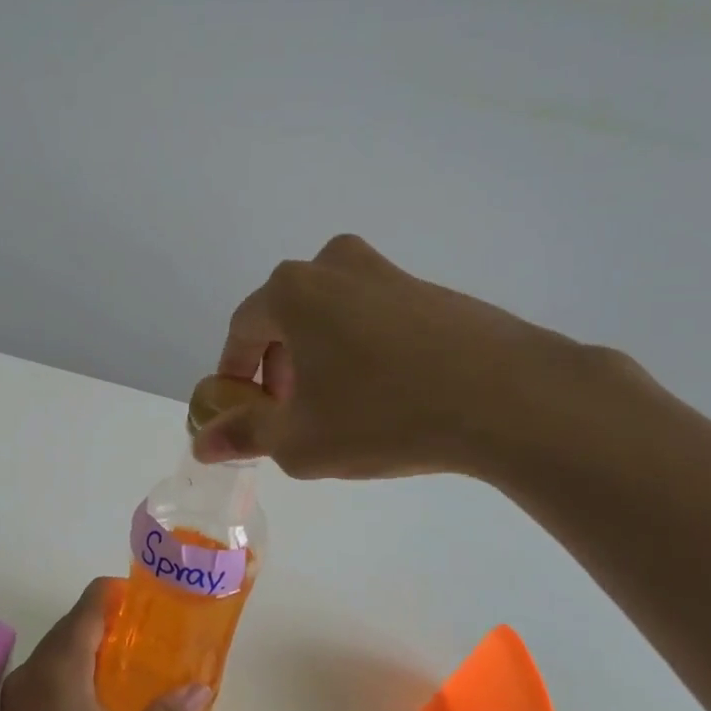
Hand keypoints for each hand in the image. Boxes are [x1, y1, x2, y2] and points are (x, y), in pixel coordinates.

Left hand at [0, 580, 210, 710]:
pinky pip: (42, 683)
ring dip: (86, 652)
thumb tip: (197, 688)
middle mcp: (29, 675)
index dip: (116, 594)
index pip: (88, 607)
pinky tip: (95, 704)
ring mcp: (12, 704)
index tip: (146, 598)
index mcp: (60, 670)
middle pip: (69, 629)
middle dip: (106, 624)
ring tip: (128, 665)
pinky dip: (69, 677)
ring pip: (53, 658)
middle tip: (147, 634)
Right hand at [192, 233, 632, 482]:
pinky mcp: (431, 291)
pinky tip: (386, 394)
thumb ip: (244, 436)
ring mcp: (388, 273)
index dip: (234, 375)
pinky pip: (374, 320)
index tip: (241, 411)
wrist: (507, 397)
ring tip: (338, 408)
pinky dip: (363, 352)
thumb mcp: (300, 441)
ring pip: (332, 317)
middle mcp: (335, 266)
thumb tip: (203, 443)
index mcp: (293, 290)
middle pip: (286, 318)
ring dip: (320, 358)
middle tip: (289, 413)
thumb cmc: (383, 415)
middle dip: (278, 367)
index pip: (242, 330)